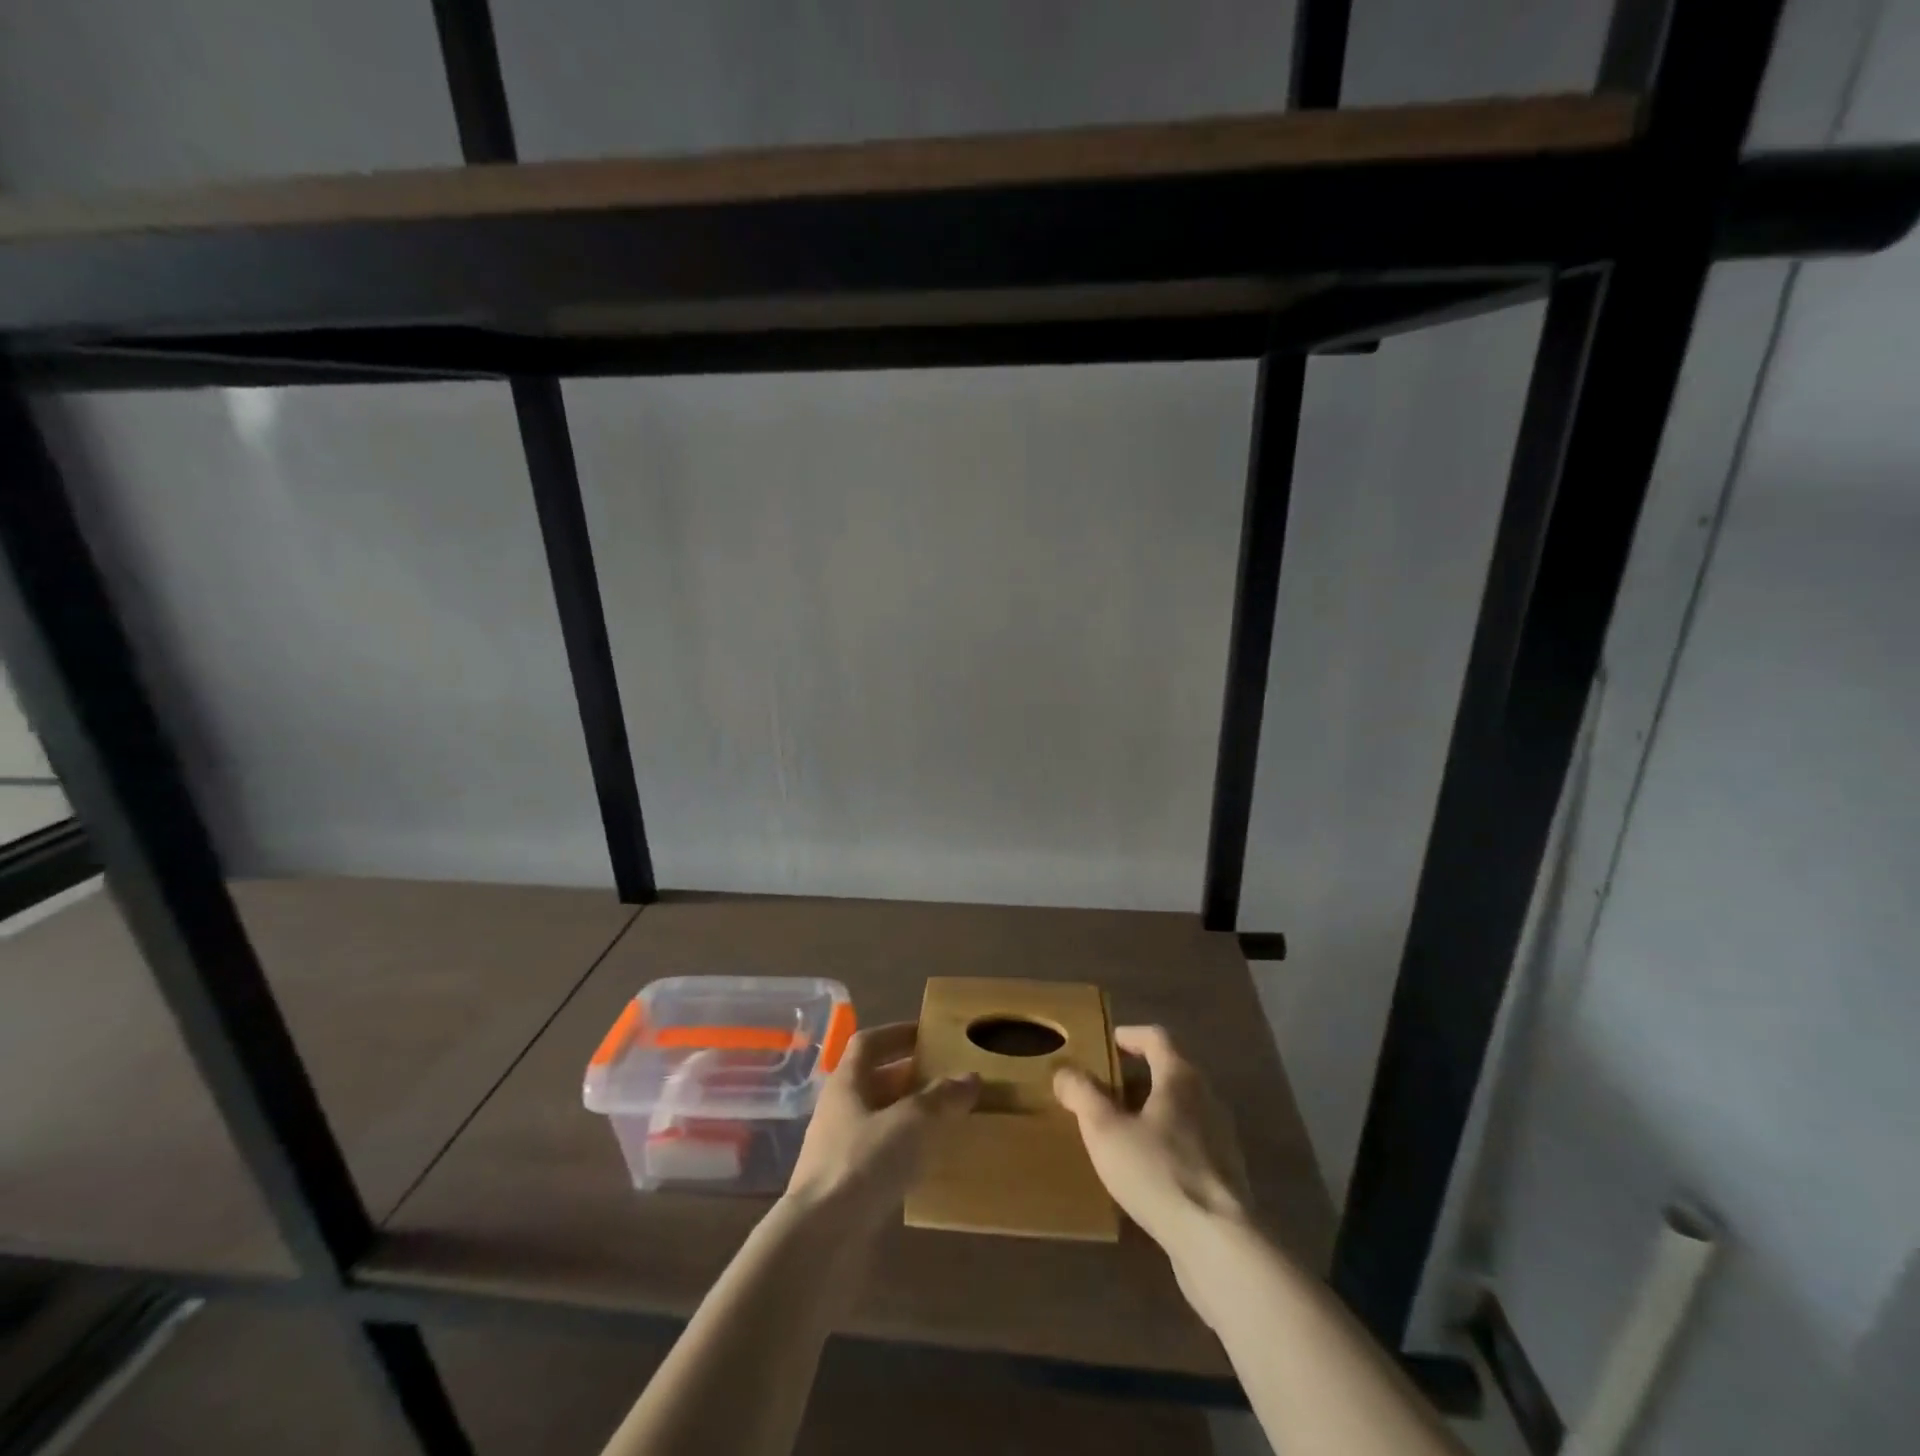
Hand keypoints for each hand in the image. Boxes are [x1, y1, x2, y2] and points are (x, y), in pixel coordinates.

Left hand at [785, 1022, 976, 1232]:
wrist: (818, 1242)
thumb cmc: (862, 1164)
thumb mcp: (911, 1122)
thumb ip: (941, 1098)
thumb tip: (971, 1077)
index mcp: (846, 1083)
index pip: (868, 1043)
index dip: (896, 1033)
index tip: (927, 1034)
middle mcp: (838, 1110)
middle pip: (875, 1081)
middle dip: (909, 1076)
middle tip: (947, 1077)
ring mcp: (839, 1151)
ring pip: (879, 1120)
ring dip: (909, 1116)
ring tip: (946, 1118)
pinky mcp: (845, 1188)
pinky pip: (879, 1156)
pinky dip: (904, 1152)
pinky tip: (928, 1164)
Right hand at [1053, 1025, 1252, 1256]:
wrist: (1218, 1243)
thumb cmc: (1158, 1172)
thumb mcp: (1105, 1129)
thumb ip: (1082, 1094)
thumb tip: (1064, 1071)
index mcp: (1181, 1077)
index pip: (1156, 1037)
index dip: (1129, 1035)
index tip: (1107, 1043)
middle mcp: (1207, 1098)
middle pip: (1170, 1072)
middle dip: (1136, 1077)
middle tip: (1104, 1090)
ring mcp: (1222, 1139)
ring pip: (1181, 1110)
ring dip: (1151, 1112)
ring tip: (1120, 1130)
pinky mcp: (1226, 1176)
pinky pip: (1190, 1144)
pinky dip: (1166, 1144)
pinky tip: (1145, 1170)